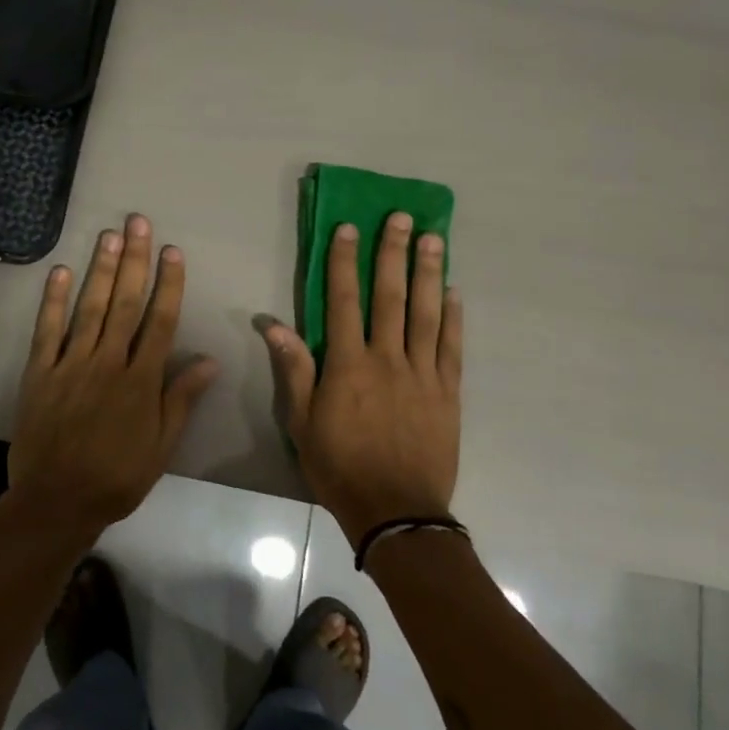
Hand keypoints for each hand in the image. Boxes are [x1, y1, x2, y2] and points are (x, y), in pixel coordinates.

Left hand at [7, 214, 218, 541]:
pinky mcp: (40, 372)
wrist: (57, 501)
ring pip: (90, 307)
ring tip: (109, 235)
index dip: (169, 284)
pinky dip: (53, 300)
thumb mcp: (161, 446)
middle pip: (125, 303)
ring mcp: (71, 364)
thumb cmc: (117, 476)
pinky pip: (48, 330)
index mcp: (141, 381)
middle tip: (138, 222)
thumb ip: (182, 399)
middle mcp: (108, 362)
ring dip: (102, 269)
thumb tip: (210, 359)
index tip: (173, 251)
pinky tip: (60, 270)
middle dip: (135, 260)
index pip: (160, 321)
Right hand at [262, 213, 463, 544]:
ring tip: (433, 238)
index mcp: (348, 365)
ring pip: (426, 313)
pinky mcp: (448, 392)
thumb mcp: (301, 423)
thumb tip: (273, 324)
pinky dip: (454, 317)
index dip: (344, 262)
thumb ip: (293, 370)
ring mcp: (423, 374)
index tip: (348, 228)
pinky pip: (451, 347)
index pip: (344, 301)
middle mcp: (388, 359)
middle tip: (401, 217)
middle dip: (393, 253)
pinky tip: (454, 292)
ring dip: (429, 273)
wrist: (396, 512)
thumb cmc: (339, 467)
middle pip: (390, 296)